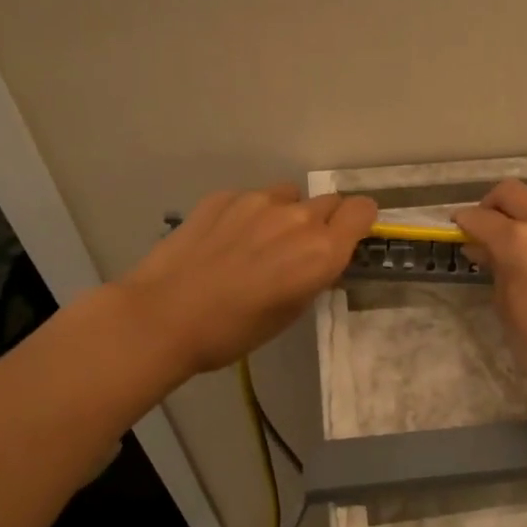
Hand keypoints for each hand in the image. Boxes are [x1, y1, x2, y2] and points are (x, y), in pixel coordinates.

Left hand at [117, 185, 376, 377]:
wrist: (163, 317)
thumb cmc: (234, 331)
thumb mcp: (291, 311)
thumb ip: (314, 274)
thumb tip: (317, 257)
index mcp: (322, 251)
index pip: (363, 210)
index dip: (359, 222)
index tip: (348, 237)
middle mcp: (297, 218)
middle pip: (329, 202)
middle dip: (323, 222)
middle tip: (298, 250)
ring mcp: (258, 202)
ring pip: (290, 196)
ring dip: (287, 214)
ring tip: (259, 243)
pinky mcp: (224, 197)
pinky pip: (253, 198)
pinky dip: (250, 214)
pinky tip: (225, 241)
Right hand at [454, 179, 526, 410]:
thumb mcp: (508, 310)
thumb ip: (495, 270)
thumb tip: (482, 247)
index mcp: (519, 242)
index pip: (481, 218)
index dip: (463, 223)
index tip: (456, 231)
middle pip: (511, 192)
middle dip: (490, 204)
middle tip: (482, 229)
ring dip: (523, 203)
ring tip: (514, 230)